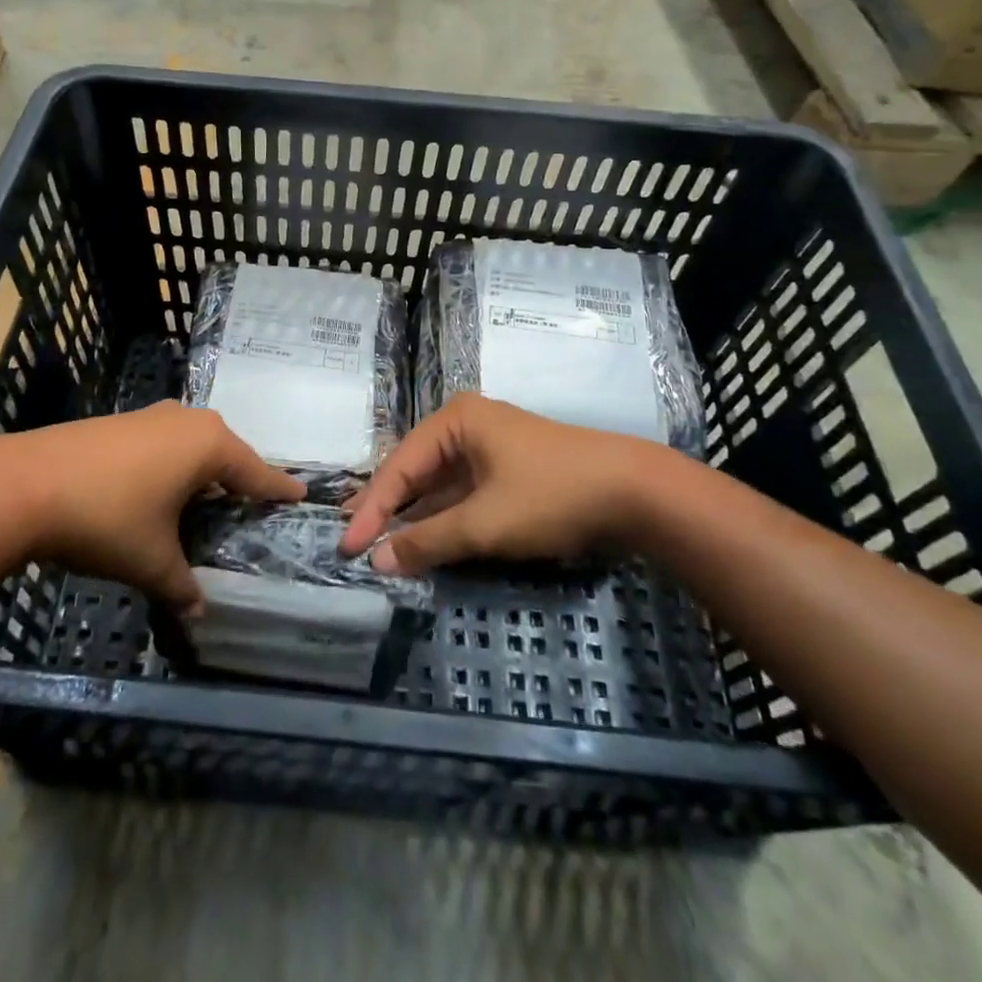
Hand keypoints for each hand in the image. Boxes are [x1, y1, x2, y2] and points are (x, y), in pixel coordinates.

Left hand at [0, 405, 302, 612]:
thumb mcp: (150, 560)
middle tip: (250, 510)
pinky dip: (173, 466)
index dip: (278, 488)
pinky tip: (160, 492)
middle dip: (239, 481)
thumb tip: (197, 613)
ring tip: (206, 505)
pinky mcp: (121, 421)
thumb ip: (181, 586)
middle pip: (227, 453)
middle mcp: (187, 420)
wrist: (22, 484)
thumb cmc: (106, 518)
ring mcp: (151, 415)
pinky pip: (165, 443)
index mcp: (208, 445)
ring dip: (203, 473)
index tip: (300, 495)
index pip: (256, 471)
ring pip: (193, 445)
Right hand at [339, 394, 669, 573]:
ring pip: (437, 484)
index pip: (398, 466)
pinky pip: (461, 493)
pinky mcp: (506, 470)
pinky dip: (442, 517)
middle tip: (352, 538)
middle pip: (414, 470)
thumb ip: (428, 541)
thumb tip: (379, 560)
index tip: (348, 546)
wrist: (634, 491)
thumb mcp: (484, 523)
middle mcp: (465, 426)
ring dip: (413, 515)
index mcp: (454, 421)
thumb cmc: (551, 494)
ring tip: (377, 541)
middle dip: (386, 507)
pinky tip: (422, 538)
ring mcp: (487, 447)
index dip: (371, 509)